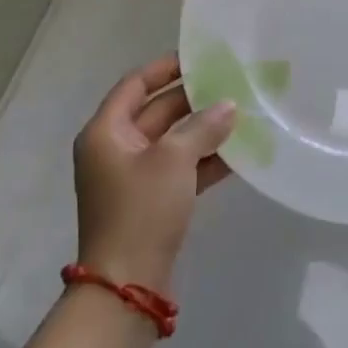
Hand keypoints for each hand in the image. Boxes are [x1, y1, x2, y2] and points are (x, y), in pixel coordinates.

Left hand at [73, 54, 235, 293]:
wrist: (126, 289)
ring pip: (171, 141)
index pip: (136, 84)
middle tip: (231, 85)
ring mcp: (132, 177)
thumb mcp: (174, 161)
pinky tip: (238, 153)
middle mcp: (115, 149)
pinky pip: (178, 168)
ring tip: (242, 115)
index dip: (166, 68)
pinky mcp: (149, 202)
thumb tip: (229, 105)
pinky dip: (203, 159)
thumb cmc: (141, 211)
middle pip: (157, 112)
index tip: (200, 58)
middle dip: (194, 100)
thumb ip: (203, 127)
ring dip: (203, 130)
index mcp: (106, 132)